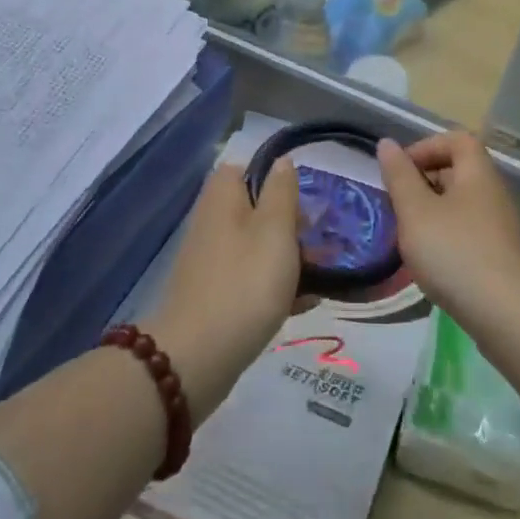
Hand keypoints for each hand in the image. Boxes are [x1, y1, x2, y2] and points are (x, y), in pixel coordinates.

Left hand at [147, 162, 301, 423]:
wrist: (197, 357)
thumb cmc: (245, 283)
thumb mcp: (275, 230)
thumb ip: (282, 192)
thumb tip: (282, 161)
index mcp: (222, 198)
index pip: (245, 169)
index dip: (276, 181)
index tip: (304, 203)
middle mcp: (212, 223)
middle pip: (256, 210)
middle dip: (291, 225)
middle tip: (321, 244)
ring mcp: (210, 261)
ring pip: (257, 247)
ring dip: (289, 259)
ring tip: (323, 278)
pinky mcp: (214, 295)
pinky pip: (250, 279)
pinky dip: (274, 287)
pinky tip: (303, 305)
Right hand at [376, 132, 519, 320]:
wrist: (508, 315)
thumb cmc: (455, 253)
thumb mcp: (415, 211)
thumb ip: (399, 176)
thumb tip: (387, 144)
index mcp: (477, 173)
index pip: (456, 139)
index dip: (426, 146)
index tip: (400, 171)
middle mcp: (495, 192)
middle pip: (459, 169)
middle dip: (424, 180)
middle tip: (398, 204)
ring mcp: (502, 225)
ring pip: (462, 203)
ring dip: (433, 211)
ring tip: (410, 235)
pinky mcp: (502, 255)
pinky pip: (469, 230)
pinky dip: (447, 235)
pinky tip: (432, 261)